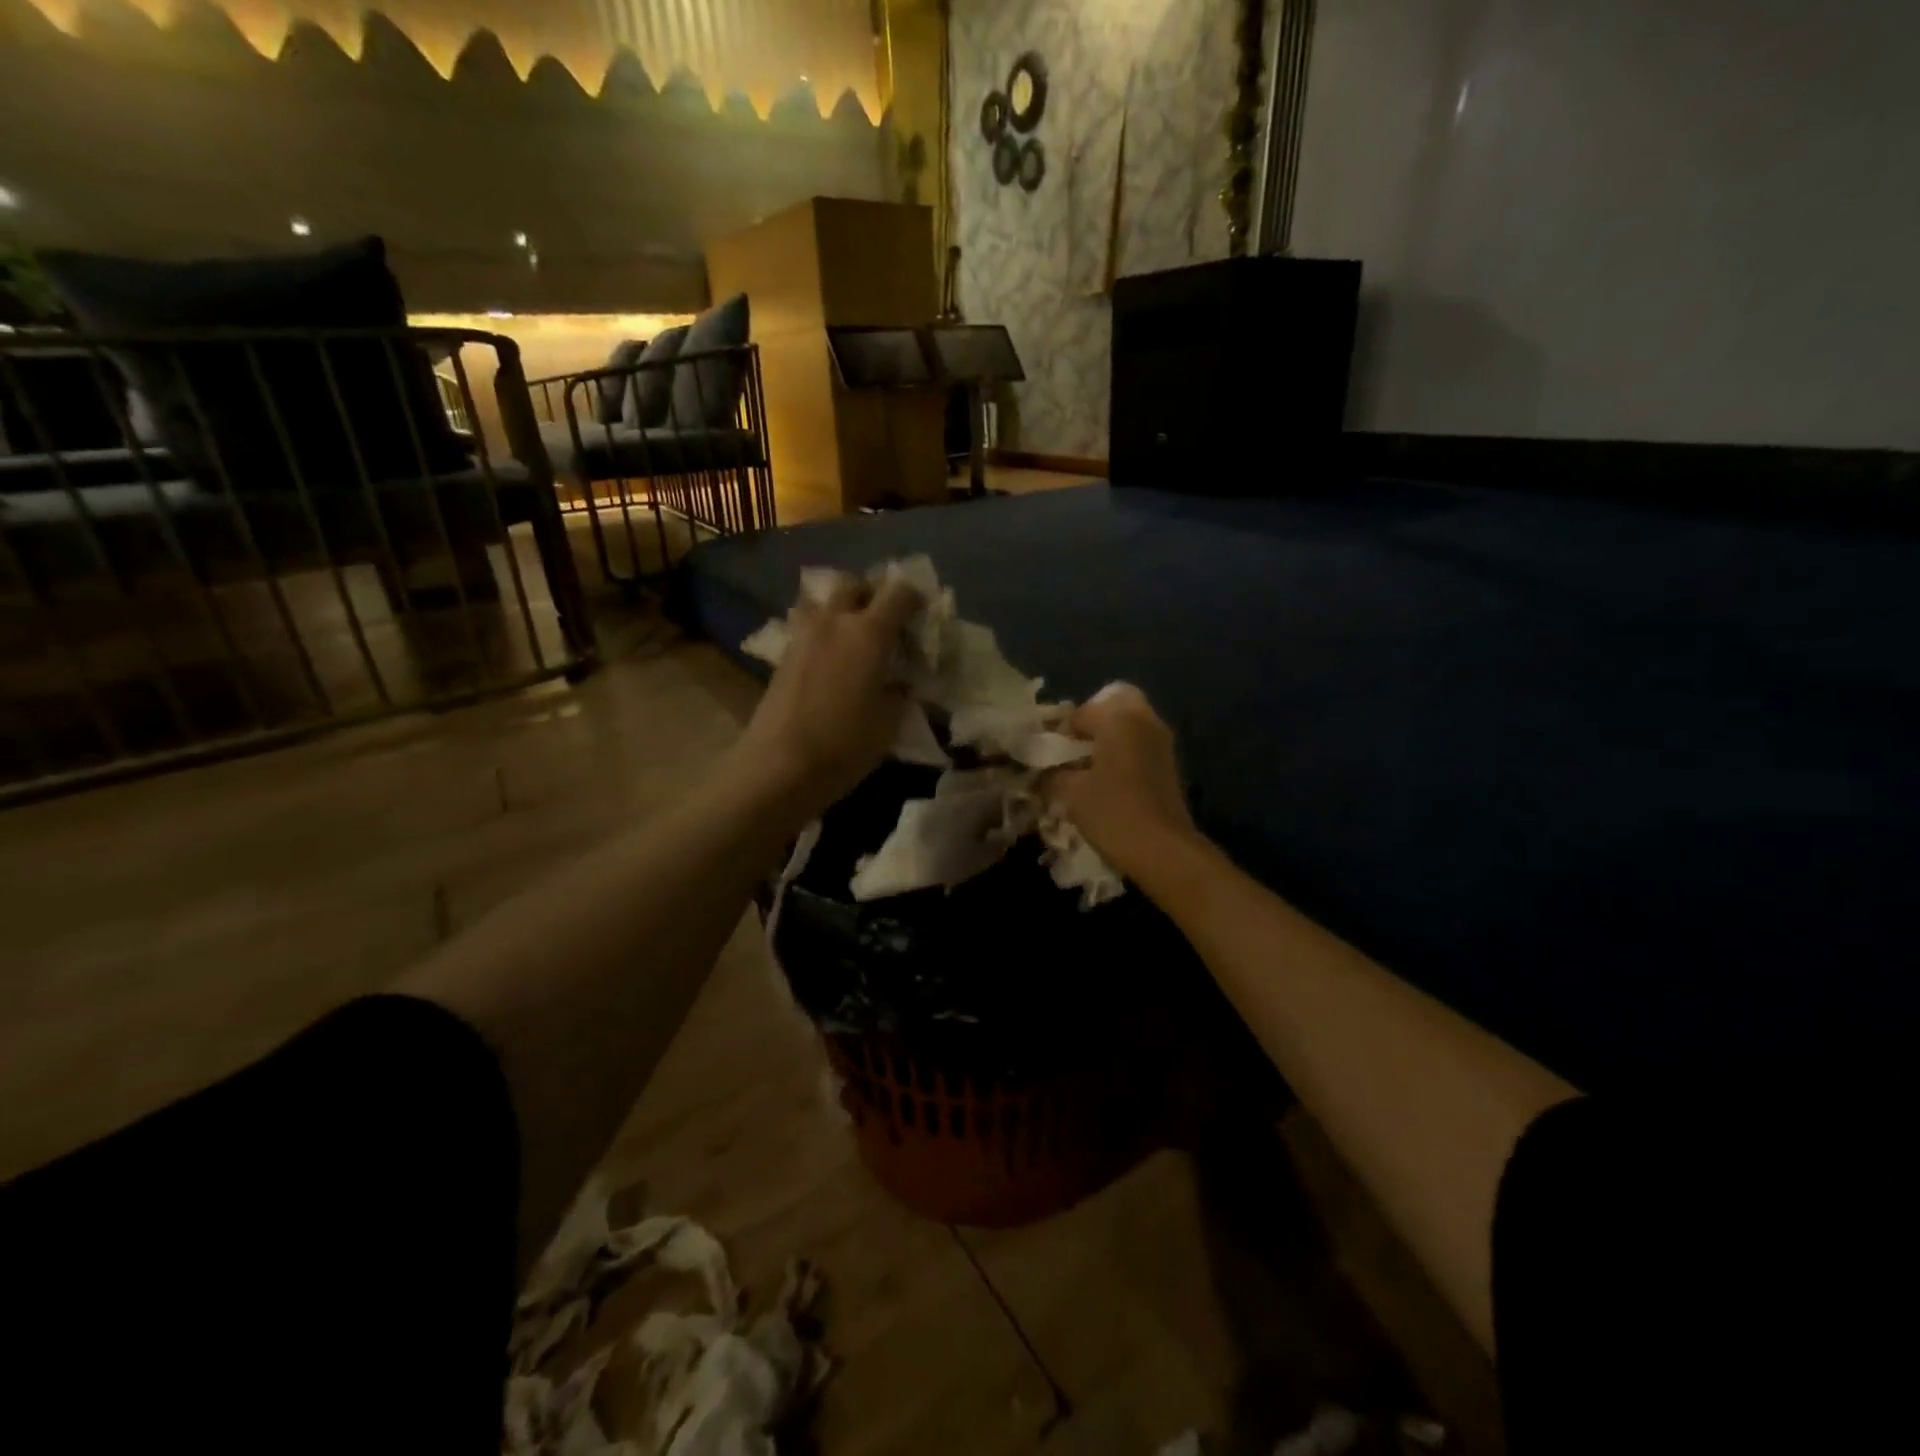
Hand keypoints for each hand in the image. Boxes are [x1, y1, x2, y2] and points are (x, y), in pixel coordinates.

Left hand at [735, 573, 919, 819]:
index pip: (899, 593)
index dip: (915, 598)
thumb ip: (900, 692)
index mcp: (869, 633)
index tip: (923, 616)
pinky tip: (830, 659)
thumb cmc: (845, 744)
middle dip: (872, 595)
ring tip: (852, 636)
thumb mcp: (890, 722)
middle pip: (854, 585)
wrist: (781, 765)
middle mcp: (834, 622)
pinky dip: (822, 631)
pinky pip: (807, 626)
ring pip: (824, 601)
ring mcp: (804, 635)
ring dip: (841, 609)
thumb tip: (901, 682)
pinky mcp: (783, 654)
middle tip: (885, 621)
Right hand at [1046, 683, 1198, 882]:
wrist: (1163, 850)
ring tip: (1085, 769)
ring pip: (1129, 724)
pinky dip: (1121, 753)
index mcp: (1119, 718)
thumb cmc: (1112, 812)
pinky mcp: (1169, 764)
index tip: (1046, 758)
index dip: (1058, 734)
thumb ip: (1052, 775)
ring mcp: (1161, 741)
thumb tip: (1042, 773)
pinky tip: (1105, 781)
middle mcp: (1145, 720)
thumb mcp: (1070, 793)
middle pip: (1114, 704)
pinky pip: (1139, 744)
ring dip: (1107, 738)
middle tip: (1072, 750)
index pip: (1079, 713)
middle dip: (1090, 722)